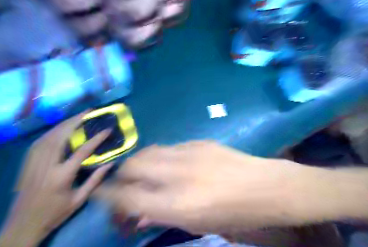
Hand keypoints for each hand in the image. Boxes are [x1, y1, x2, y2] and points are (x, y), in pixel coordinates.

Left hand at [0, 111, 111, 246]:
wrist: (22, 225)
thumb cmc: (55, 213)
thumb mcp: (79, 199)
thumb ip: (95, 180)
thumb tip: (111, 163)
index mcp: (61, 176)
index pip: (82, 151)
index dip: (96, 138)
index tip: (107, 129)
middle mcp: (46, 166)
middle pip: (61, 137)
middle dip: (75, 121)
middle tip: (88, 112)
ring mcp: (34, 163)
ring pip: (48, 136)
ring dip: (63, 124)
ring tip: (76, 116)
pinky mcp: (26, 163)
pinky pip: (39, 142)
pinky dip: (51, 132)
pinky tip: (59, 128)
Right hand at [95, 141, 312, 234]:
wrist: (266, 186)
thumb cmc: (235, 214)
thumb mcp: (198, 224)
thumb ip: (164, 215)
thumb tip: (140, 213)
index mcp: (177, 204)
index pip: (128, 197)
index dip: (109, 195)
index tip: (101, 193)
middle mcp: (178, 175)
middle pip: (133, 166)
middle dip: (121, 175)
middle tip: (125, 183)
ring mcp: (189, 154)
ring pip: (148, 151)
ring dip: (139, 162)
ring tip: (143, 172)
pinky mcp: (198, 142)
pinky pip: (169, 147)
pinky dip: (161, 157)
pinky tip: (170, 164)